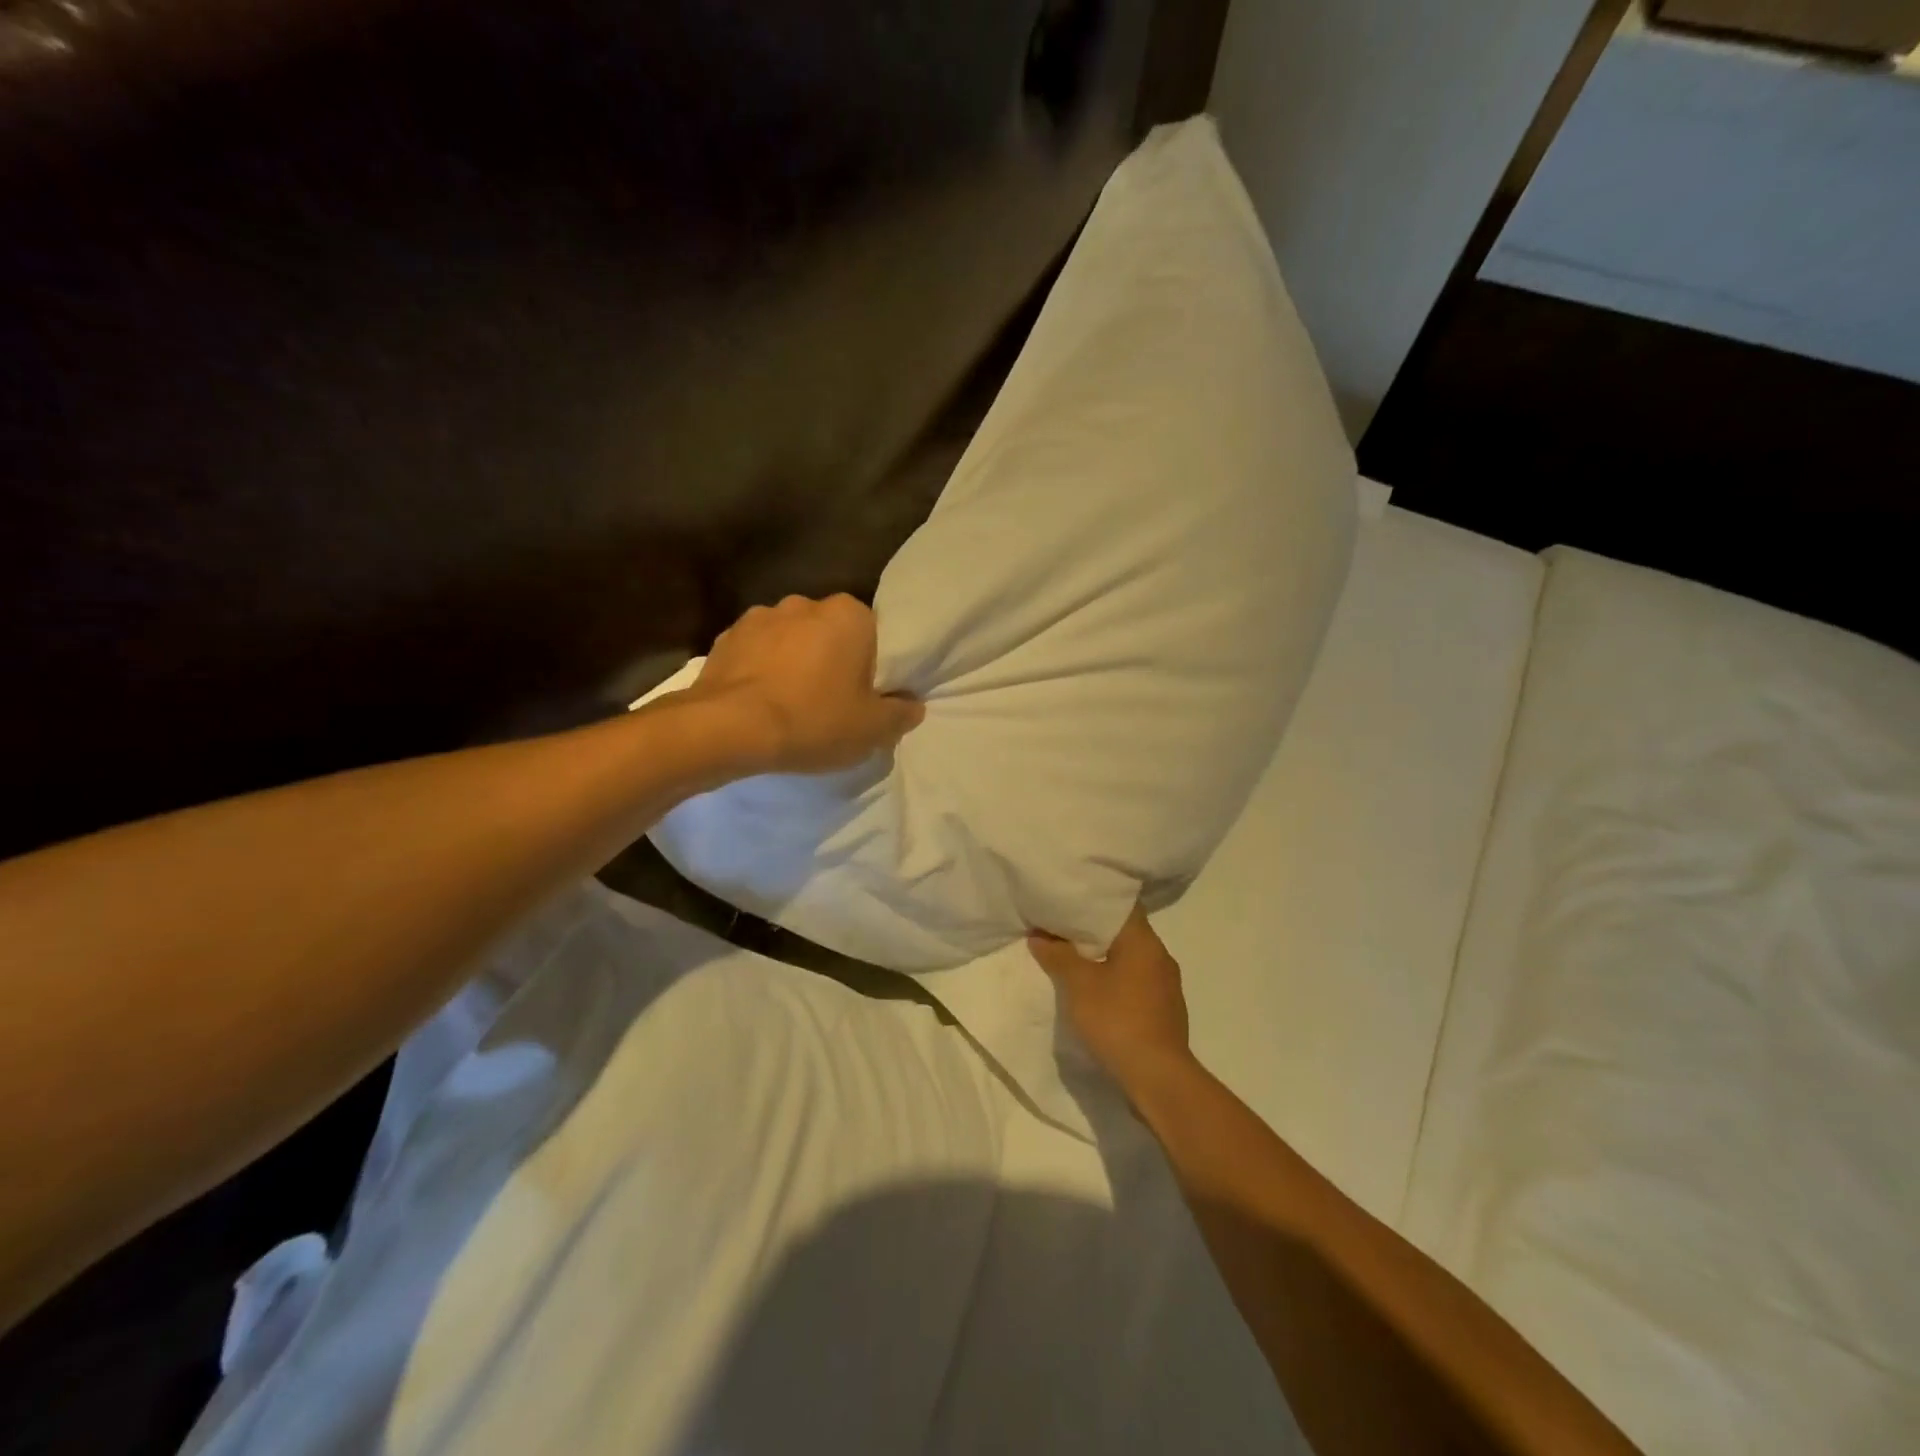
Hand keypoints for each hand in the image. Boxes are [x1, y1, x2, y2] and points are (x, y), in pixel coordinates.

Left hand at [688, 594, 923, 773]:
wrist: (727, 729)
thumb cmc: (812, 721)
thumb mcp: (873, 729)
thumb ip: (902, 713)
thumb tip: (913, 705)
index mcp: (848, 614)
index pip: (874, 635)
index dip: (872, 668)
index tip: (864, 697)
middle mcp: (804, 603)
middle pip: (831, 634)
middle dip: (832, 660)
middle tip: (830, 702)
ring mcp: (759, 617)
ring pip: (791, 641)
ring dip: (794, 663)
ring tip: (789, 704)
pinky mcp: (724, 638)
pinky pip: (756, 653)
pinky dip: (761, 671)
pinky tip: (760, 703)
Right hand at [1028, 905, 1195, 1096]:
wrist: (1158, 1078)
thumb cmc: (1117, 1020)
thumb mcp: (1078, 985)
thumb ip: (1058, 956)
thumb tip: (1039, 936)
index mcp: (1144, 941)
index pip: (1121, 904)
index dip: (1093, 901)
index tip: (1068, 901)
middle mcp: (1160, 956)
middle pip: (1124, 932)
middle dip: (1093, 932)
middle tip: (1061, 930)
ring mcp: (1167, 986)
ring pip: (1130, 959)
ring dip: (1105, 959)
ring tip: (1074, 961)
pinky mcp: (1166, 1011)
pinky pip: (1136, 983)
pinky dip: (1116, 981)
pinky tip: (1097, 993)